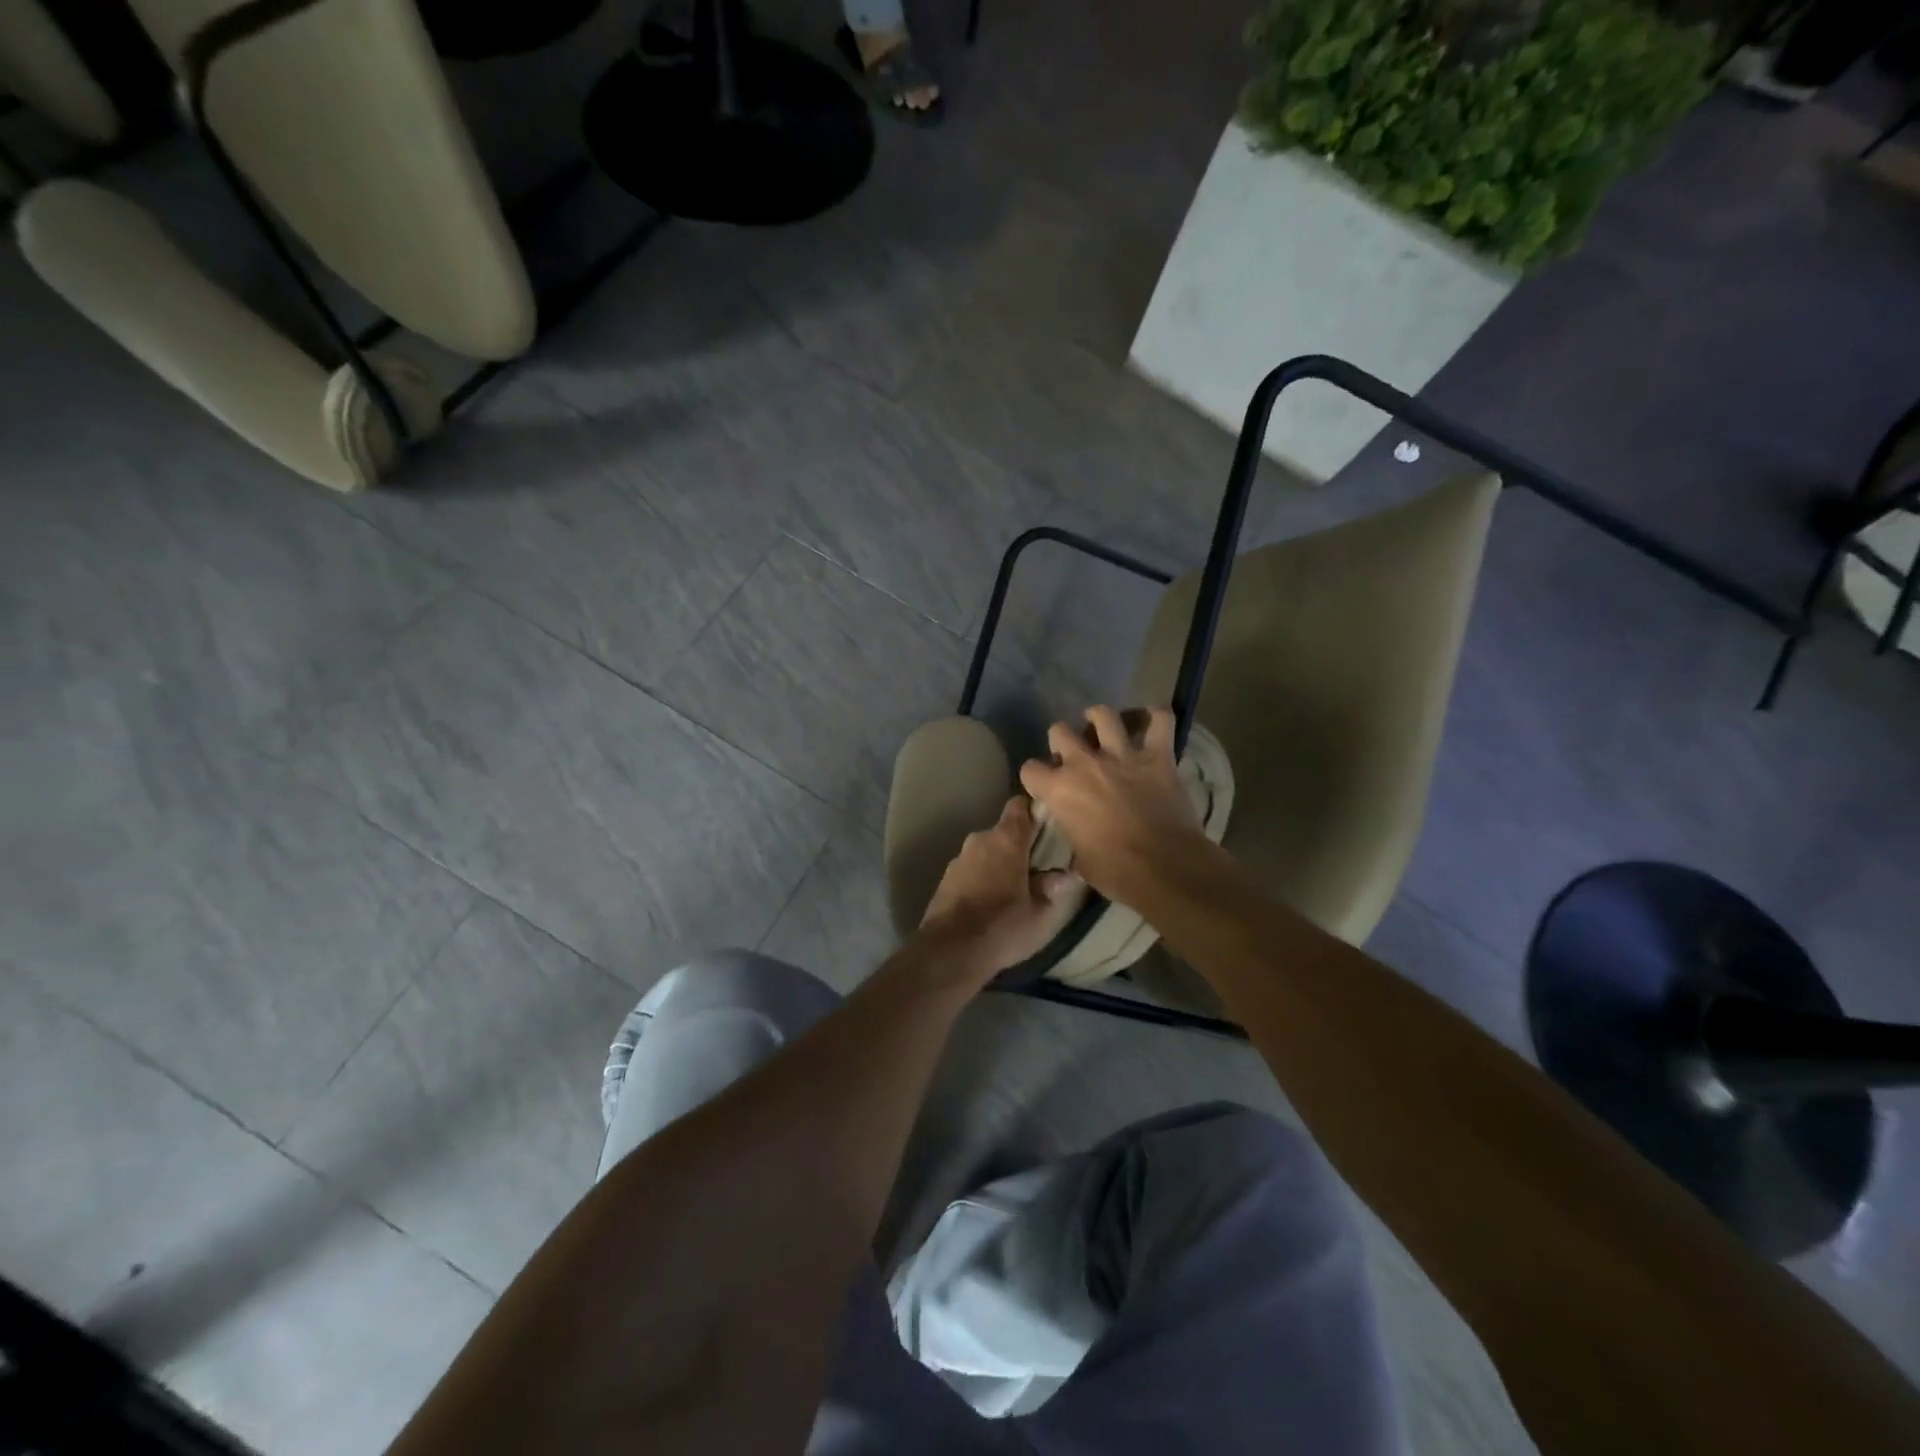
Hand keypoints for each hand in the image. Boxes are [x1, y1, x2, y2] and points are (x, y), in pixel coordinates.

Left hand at [916, 796, 1076, 980]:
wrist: (950, 951)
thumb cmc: (1002, 926)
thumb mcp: (1040, 914)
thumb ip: (1053, 889)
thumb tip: (1064, 875)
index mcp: (1006, 839)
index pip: (1020, 805)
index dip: (1034, 811)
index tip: (1048, 828)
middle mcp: (979, 840)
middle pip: (1004, 832)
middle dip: (1020, 847)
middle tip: (1038, 870)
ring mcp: (958, 859)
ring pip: (986, 852)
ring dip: (1000, 864)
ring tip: (1014, 891)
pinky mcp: (945, 879)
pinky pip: (971, 870)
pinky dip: (982, 879)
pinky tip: (990, 904)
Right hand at [1018, 705, 1205, 906]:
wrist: (1164, 868)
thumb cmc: (1116, 872)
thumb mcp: (1079, 860)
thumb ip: (1073, 837)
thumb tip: (1077, 839)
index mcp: (1059, 790)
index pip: (1029, 769)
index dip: (1035, 778)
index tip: (1044, 787)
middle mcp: (1084, 764)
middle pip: (1059, 731)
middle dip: (1061, 741)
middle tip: (1073, 756)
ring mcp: (1122, 755)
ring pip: (1103, 715)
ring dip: (1100, 718)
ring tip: (1103, 726)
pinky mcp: (1157, 756)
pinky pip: (1160, 720)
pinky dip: (1157, 716)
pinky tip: (1153, 719)